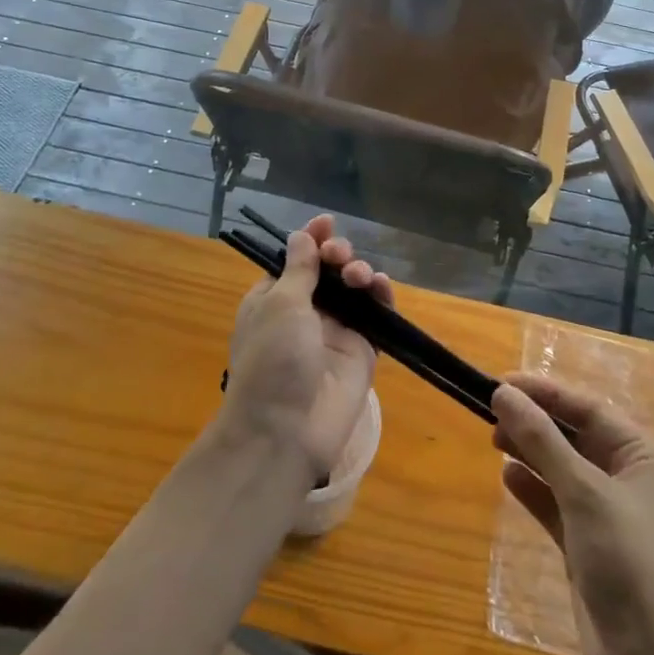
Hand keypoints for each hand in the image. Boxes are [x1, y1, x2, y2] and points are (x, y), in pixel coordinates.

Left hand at [222, 214, 378, 479]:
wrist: (286, 432)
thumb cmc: (272, 360)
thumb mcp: (280, 305)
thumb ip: (299, 268)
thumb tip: (302, 235)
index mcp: (274, 299)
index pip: (296, 260)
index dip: (312, 239)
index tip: (326, 222)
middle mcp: (305, 312)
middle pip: (328, 271)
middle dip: (337, 254)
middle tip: (340, 256)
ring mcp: (335, 332)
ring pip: (354, 290)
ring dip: (359, 272)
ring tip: (359, 277)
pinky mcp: (361, 350)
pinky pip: (376, 316)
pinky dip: (381, 296)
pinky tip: (381, 285)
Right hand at [492, 372, 653, 654]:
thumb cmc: (628, 562)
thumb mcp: (584, 492)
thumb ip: (542, 440)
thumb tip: (504, 393)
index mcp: (644, 455)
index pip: (588, 408)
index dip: (545, 393)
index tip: (501, 383)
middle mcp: (631, 478)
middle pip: (576, 436)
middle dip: (535, 421)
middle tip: (490, 411)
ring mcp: (610, 515)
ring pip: (564, 469)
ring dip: (531, 452)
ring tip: (493, 437)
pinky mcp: (591, 547)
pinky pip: (558, 504)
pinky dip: (534, 489)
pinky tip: (507, 477)